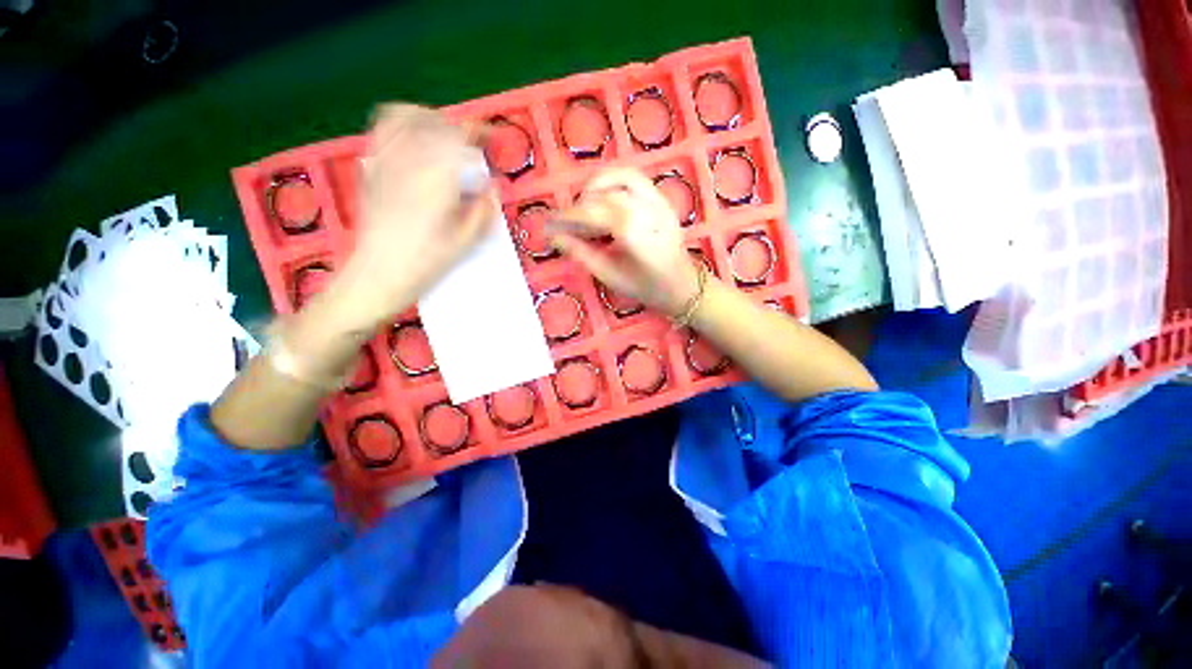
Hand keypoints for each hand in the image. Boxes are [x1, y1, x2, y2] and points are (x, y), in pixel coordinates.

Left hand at [322, 104, 494, 332]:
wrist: (379, 273)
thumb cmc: (426, 262)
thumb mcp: (465, 242)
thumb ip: (483, 211)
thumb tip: (493, 188)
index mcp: (437, 180)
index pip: (460, 140)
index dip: (479, 134)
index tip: (491, 138)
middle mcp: (410, 161)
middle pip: (437, 124)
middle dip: (459, 130)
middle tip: (472, 146)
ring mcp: (386, 160)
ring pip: (408, 117)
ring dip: (432, 120)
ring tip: (444, 134)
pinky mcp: (372, 167)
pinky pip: (384, 129)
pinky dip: (402, 122)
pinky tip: (414, 137)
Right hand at [547, 169, 699, 316]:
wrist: (683, 285)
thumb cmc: (647, 288)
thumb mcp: (611, 277)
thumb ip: (582, 254)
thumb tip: (555, 237)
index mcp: (640, 238)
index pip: (598, 213)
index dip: (571, 215)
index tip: (550, 223)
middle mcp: (652, 212)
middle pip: (608, 194)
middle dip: (580, 204)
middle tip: (567, 223)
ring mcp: (660, 202)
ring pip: (621, 175)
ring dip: (596, 186)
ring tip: (585, 208)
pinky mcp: (662, 198)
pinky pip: (633, 178)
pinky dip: (612, 182)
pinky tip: (603, 200)